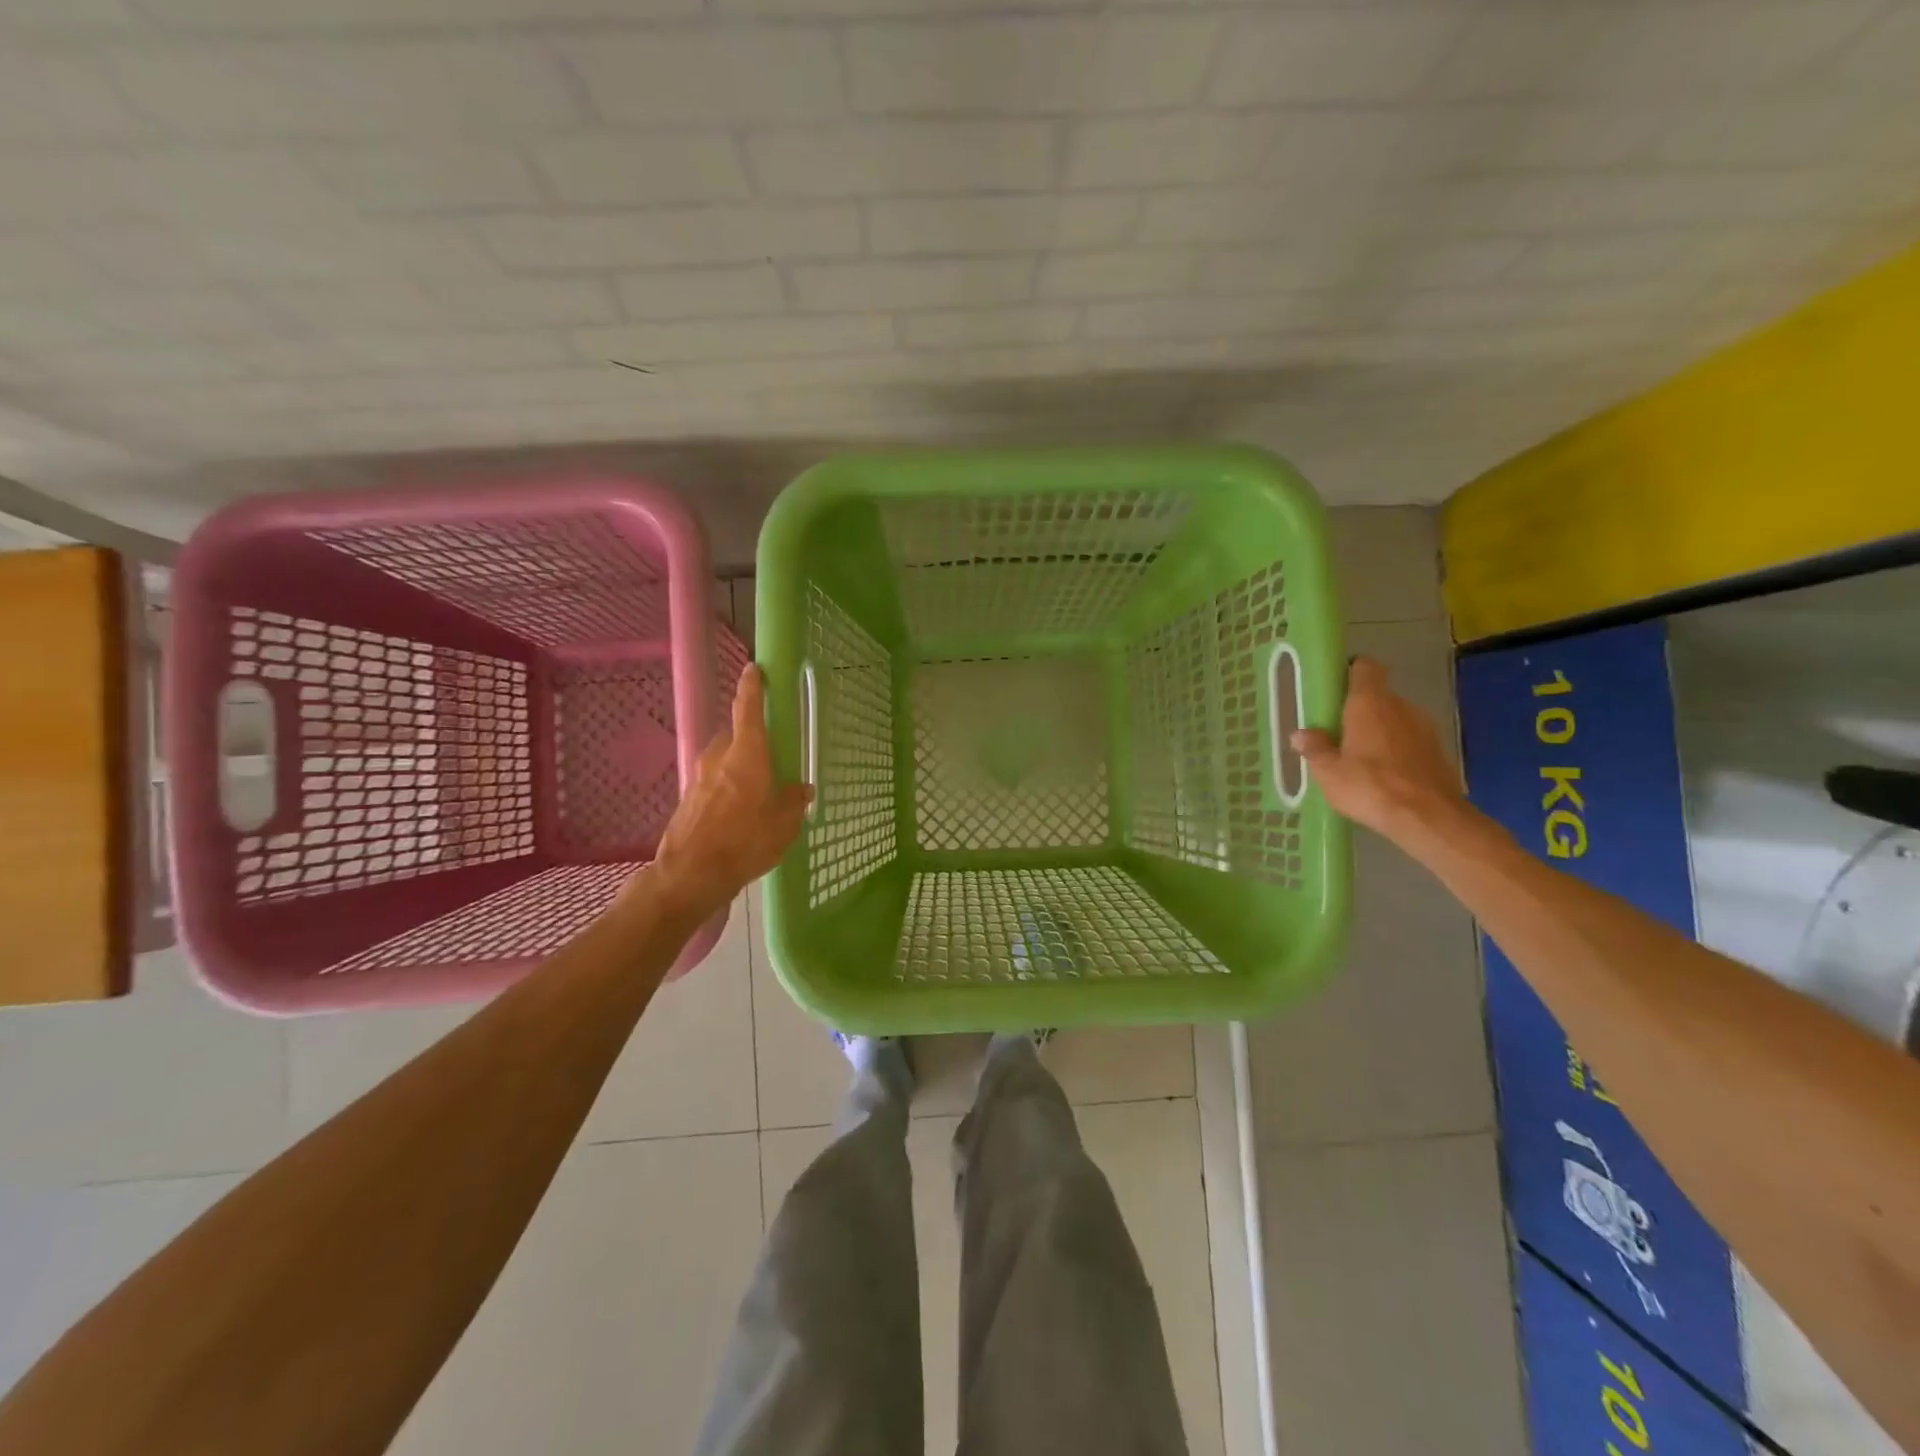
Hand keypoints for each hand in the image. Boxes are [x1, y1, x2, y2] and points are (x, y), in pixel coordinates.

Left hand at [651, 668, 812, 918]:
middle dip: (753, 742)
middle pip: (737, 737)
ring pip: (725, 761)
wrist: (690, 874)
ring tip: (760, 792)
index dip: (752, 687)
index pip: (748, 709)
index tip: (754, 669)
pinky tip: (741, 814)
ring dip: (741, 767)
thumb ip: (794, 801)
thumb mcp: (784, 824)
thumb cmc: (745, 842)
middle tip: (774, 758)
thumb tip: (801, 789)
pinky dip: (729, 788)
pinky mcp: (689, 799)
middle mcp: (719, 758)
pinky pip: (715, 783)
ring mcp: (699, 777)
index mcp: (747, 755)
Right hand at [1291, 656, 1463, 839]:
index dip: (1350, 671)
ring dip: (1378, 732)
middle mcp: (1400, 707)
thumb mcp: (1329, 773)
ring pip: (1395, 719)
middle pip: (1378, 696)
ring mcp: (1425, 728)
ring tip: (1359, 759)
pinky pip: (1410, 740)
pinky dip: (1396, 750)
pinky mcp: (1438, 751)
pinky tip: (1384, 776)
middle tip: (1337, 733)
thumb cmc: (1371, 787)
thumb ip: (1315, 749)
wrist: (1429, 819)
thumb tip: (1300, 733)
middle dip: (1358, 711)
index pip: (1365, 667)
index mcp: (1370, 703)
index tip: (1334, 688)